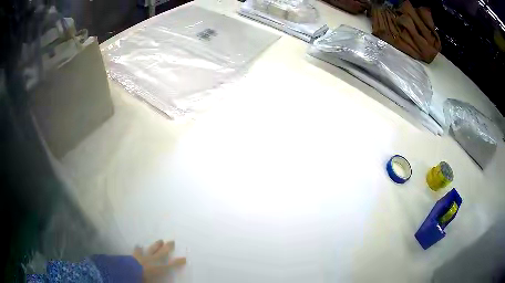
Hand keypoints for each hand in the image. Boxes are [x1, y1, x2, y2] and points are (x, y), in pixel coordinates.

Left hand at [132, 240, 185, 281]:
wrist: (129, 271)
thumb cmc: (144, 278)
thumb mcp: (153, 281)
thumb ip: (159, 280)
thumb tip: (168, 280)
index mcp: (159, 268)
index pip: (171, 265)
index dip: (178, 262)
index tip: (185, 258)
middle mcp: (153, 261)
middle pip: (162, 253)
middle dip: (168, 247)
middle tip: (172, 241)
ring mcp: (144, 257)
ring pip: (151, 249)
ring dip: (156, 245)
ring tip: (160, 240)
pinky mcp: (135, 256)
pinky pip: (138, 251)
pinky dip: (138, 248)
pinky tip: (138, 245)